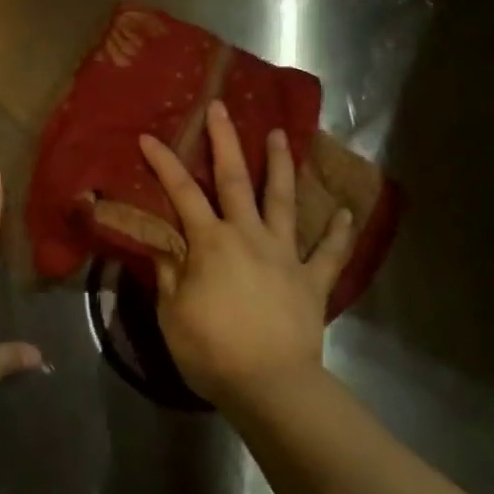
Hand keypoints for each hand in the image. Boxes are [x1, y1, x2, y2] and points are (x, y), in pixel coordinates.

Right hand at [139, 100, 356, 409]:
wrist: (270, 386)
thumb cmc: (212, 351)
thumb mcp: (172, 313)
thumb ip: (168, 272)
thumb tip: (162, 243)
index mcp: (211, 242)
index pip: (182, 193)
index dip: (164, 163)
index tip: (150, 137)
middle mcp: (248, 236)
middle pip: (235, 180)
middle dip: (225, 141)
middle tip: (221, 108)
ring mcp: (284, 255)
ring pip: (283, 201)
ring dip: (280, 166)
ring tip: (280, 135)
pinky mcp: (312, 280)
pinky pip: (328, 252)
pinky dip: (338, 232)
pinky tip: (344, 212)